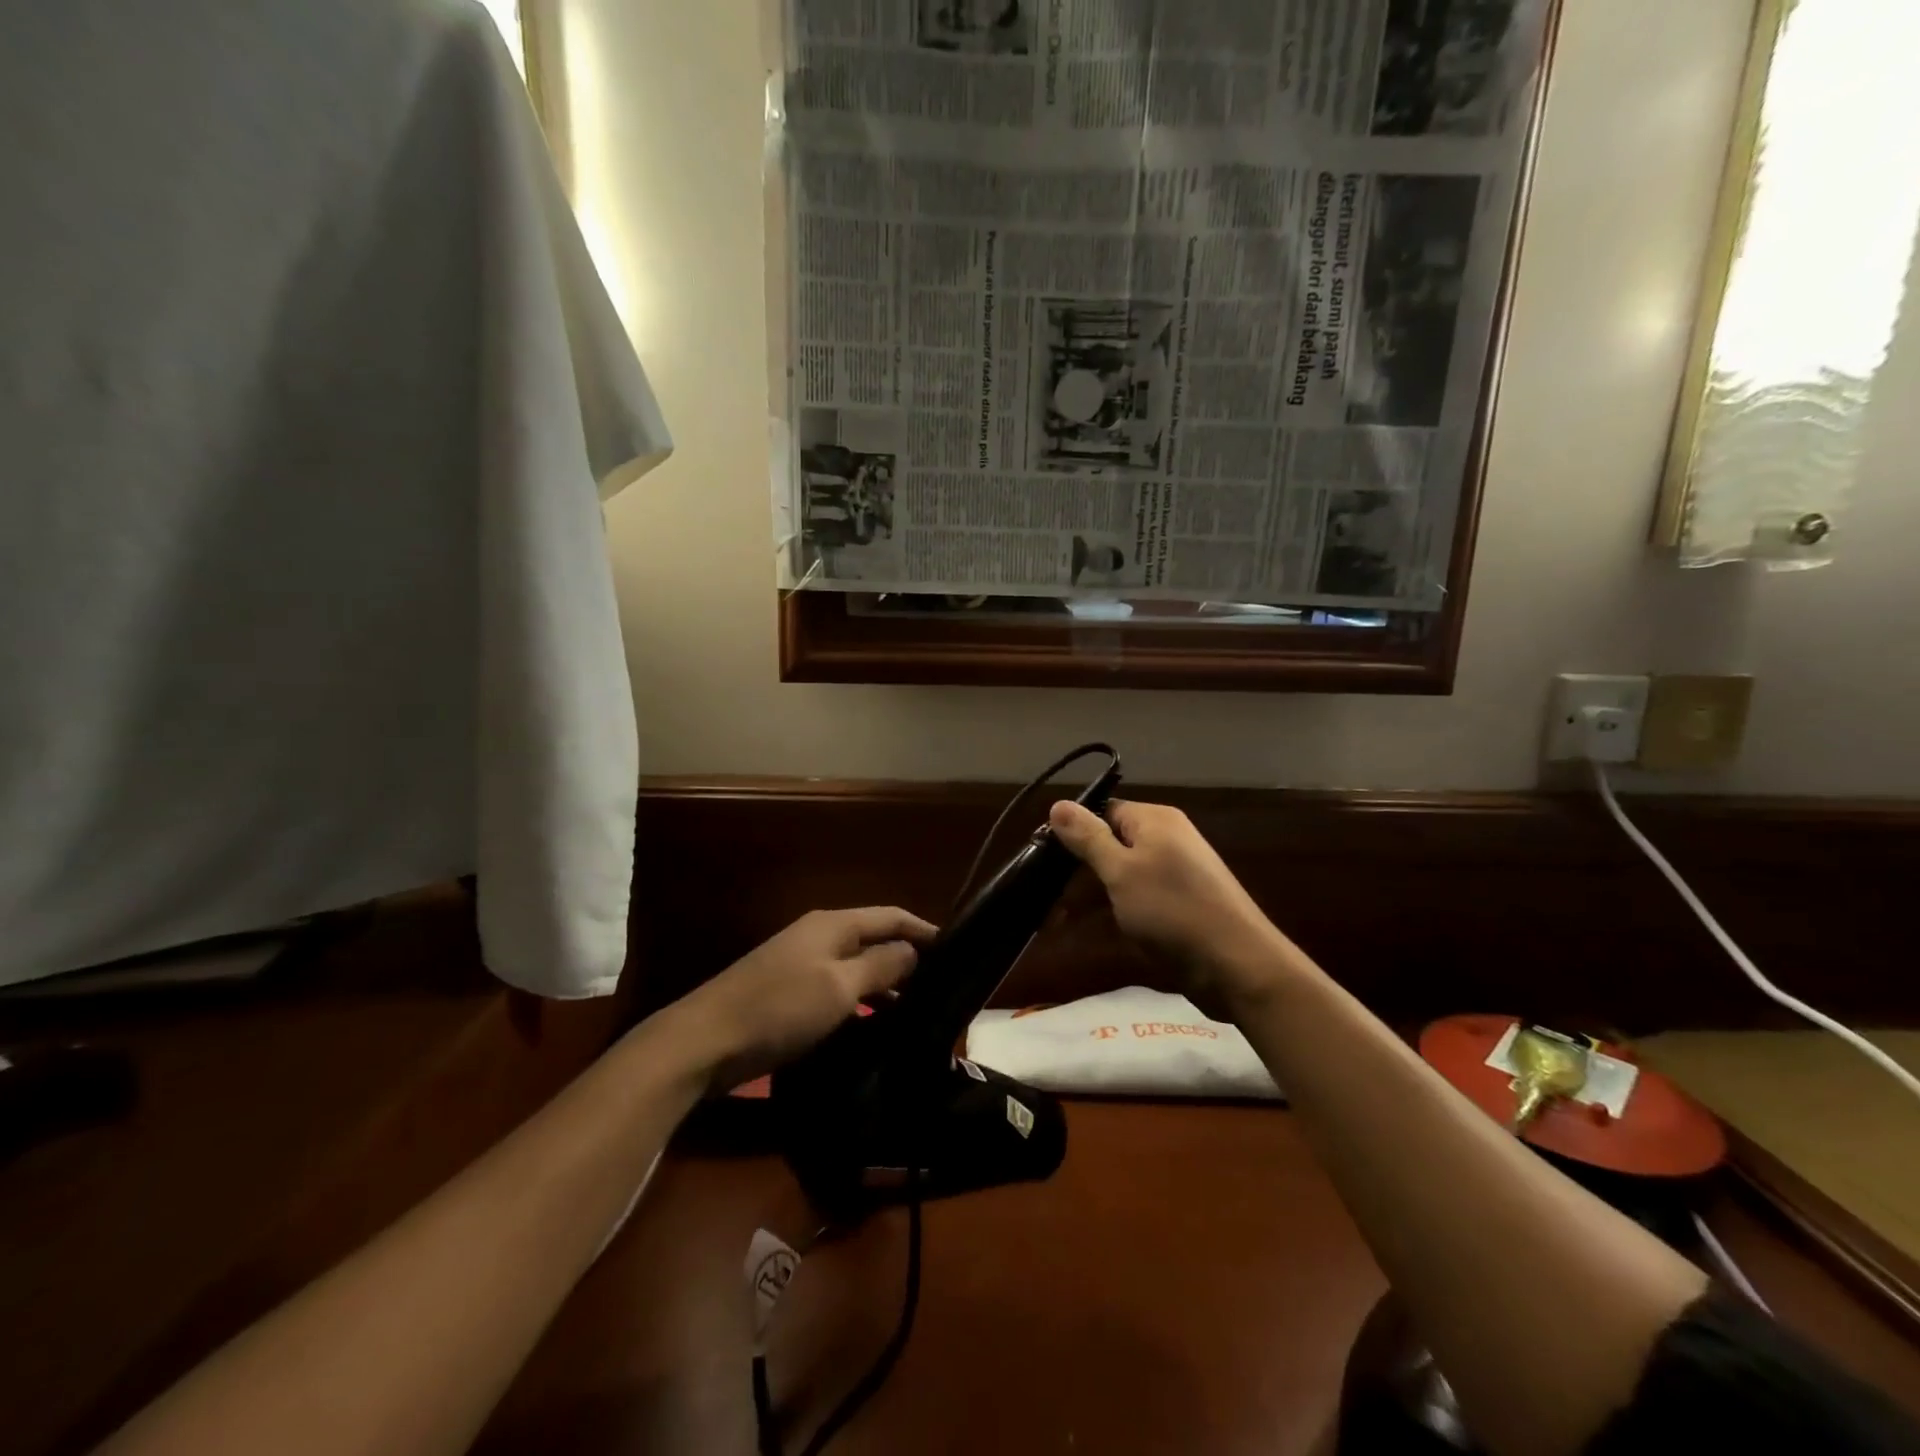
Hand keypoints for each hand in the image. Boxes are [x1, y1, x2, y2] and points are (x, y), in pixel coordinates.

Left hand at [670, 908, 936, 1090]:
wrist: (705, 1041)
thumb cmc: (780, 1008)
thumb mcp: (840, 987)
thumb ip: (880, 965)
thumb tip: (913, 950)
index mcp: (833, 925)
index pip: (891, 916)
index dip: (923, 929)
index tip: (955, 950)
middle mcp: (819, 937)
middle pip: (874, 940)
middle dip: (907, 961)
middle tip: (941, 990)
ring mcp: (801, 965)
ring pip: (856, 969)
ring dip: (885, 987)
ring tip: (916, 1015)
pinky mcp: (788, 994)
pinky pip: (837, 991)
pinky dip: (860, 1005)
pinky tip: (874, 1030)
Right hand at [1049, 799, 1295, 1018]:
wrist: (1237, 965)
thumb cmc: (1173, 911)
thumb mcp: (1121, 871)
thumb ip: (1089, 838)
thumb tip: (1058, 802)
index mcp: (1156, 820)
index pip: (1104, 810)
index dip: (1074, 830)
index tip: (1044, 856)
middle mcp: (1170, 838)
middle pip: (1114, 839)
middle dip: (1082, 864)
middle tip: (1049, 890)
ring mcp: (1179, 871)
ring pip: (1126, 871)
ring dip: (1098, 890)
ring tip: (1063, 916)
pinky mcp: (1184, 903)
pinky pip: (1142, 895)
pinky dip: (1121, 907)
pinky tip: (1106, 927)